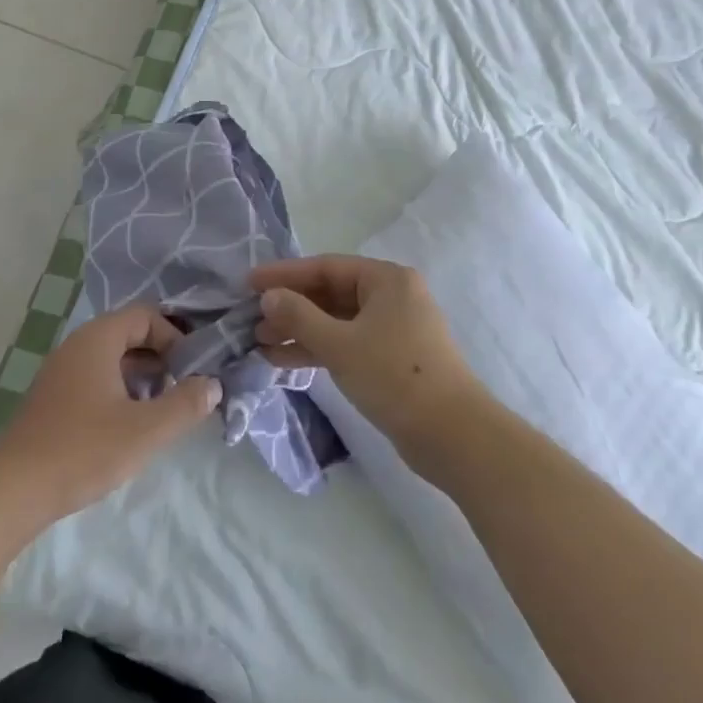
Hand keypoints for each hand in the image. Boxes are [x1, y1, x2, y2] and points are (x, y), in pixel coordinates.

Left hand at [0, 305, 221, 520]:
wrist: (13, 489)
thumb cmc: (84, 449)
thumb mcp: (145, 429)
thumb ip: (185, 404)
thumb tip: (213, 384)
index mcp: (98, 338)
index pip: (146, 315)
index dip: (174, 337)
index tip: (190, 370)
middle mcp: (77, 345)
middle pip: (129, 334)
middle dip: (160, 357)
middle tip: (181, 390)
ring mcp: (61, 371)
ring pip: (112, 358)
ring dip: (141, 376)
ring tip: (159, 410)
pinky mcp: (53, 397)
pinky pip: (95, 377)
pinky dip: (119, 390)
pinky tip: (127, 425)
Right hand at [252, 255, 485, 463]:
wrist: (452, 436)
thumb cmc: (394, 376)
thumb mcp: (340, 344)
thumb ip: (299, 316)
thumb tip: (269, 296)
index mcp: (386, 279)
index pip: (326, 267)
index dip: (285, 274)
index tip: (249, 283)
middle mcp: (392, 296)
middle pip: (331, 293)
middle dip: (291, 306)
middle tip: (252, 319)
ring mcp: (393, 329)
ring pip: (337, 321)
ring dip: (300, 330)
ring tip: (261, 342)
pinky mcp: (391, 359)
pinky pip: (347, 343)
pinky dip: (318, 349)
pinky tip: (284, 360)